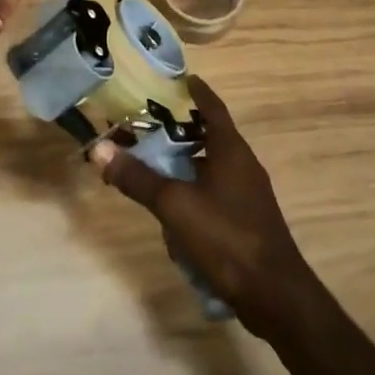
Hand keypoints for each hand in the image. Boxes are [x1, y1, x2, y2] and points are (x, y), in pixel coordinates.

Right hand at [91, 77, 318, 338]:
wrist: (275, 296)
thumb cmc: (227, 238)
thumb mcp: (175, 205)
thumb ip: (138, 178)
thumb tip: (99, 149)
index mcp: (231, 151)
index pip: (213, 108)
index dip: (197, 91)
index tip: (181, 78)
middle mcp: (242, 166)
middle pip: (209, 137)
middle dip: (179, 131)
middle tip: (148, 124)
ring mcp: (247, 196)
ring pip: (209, 169)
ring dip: (183, 167)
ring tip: (151, 168)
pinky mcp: (245, 222)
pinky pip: (213, 196)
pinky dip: (192, 195)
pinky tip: (172, 217)